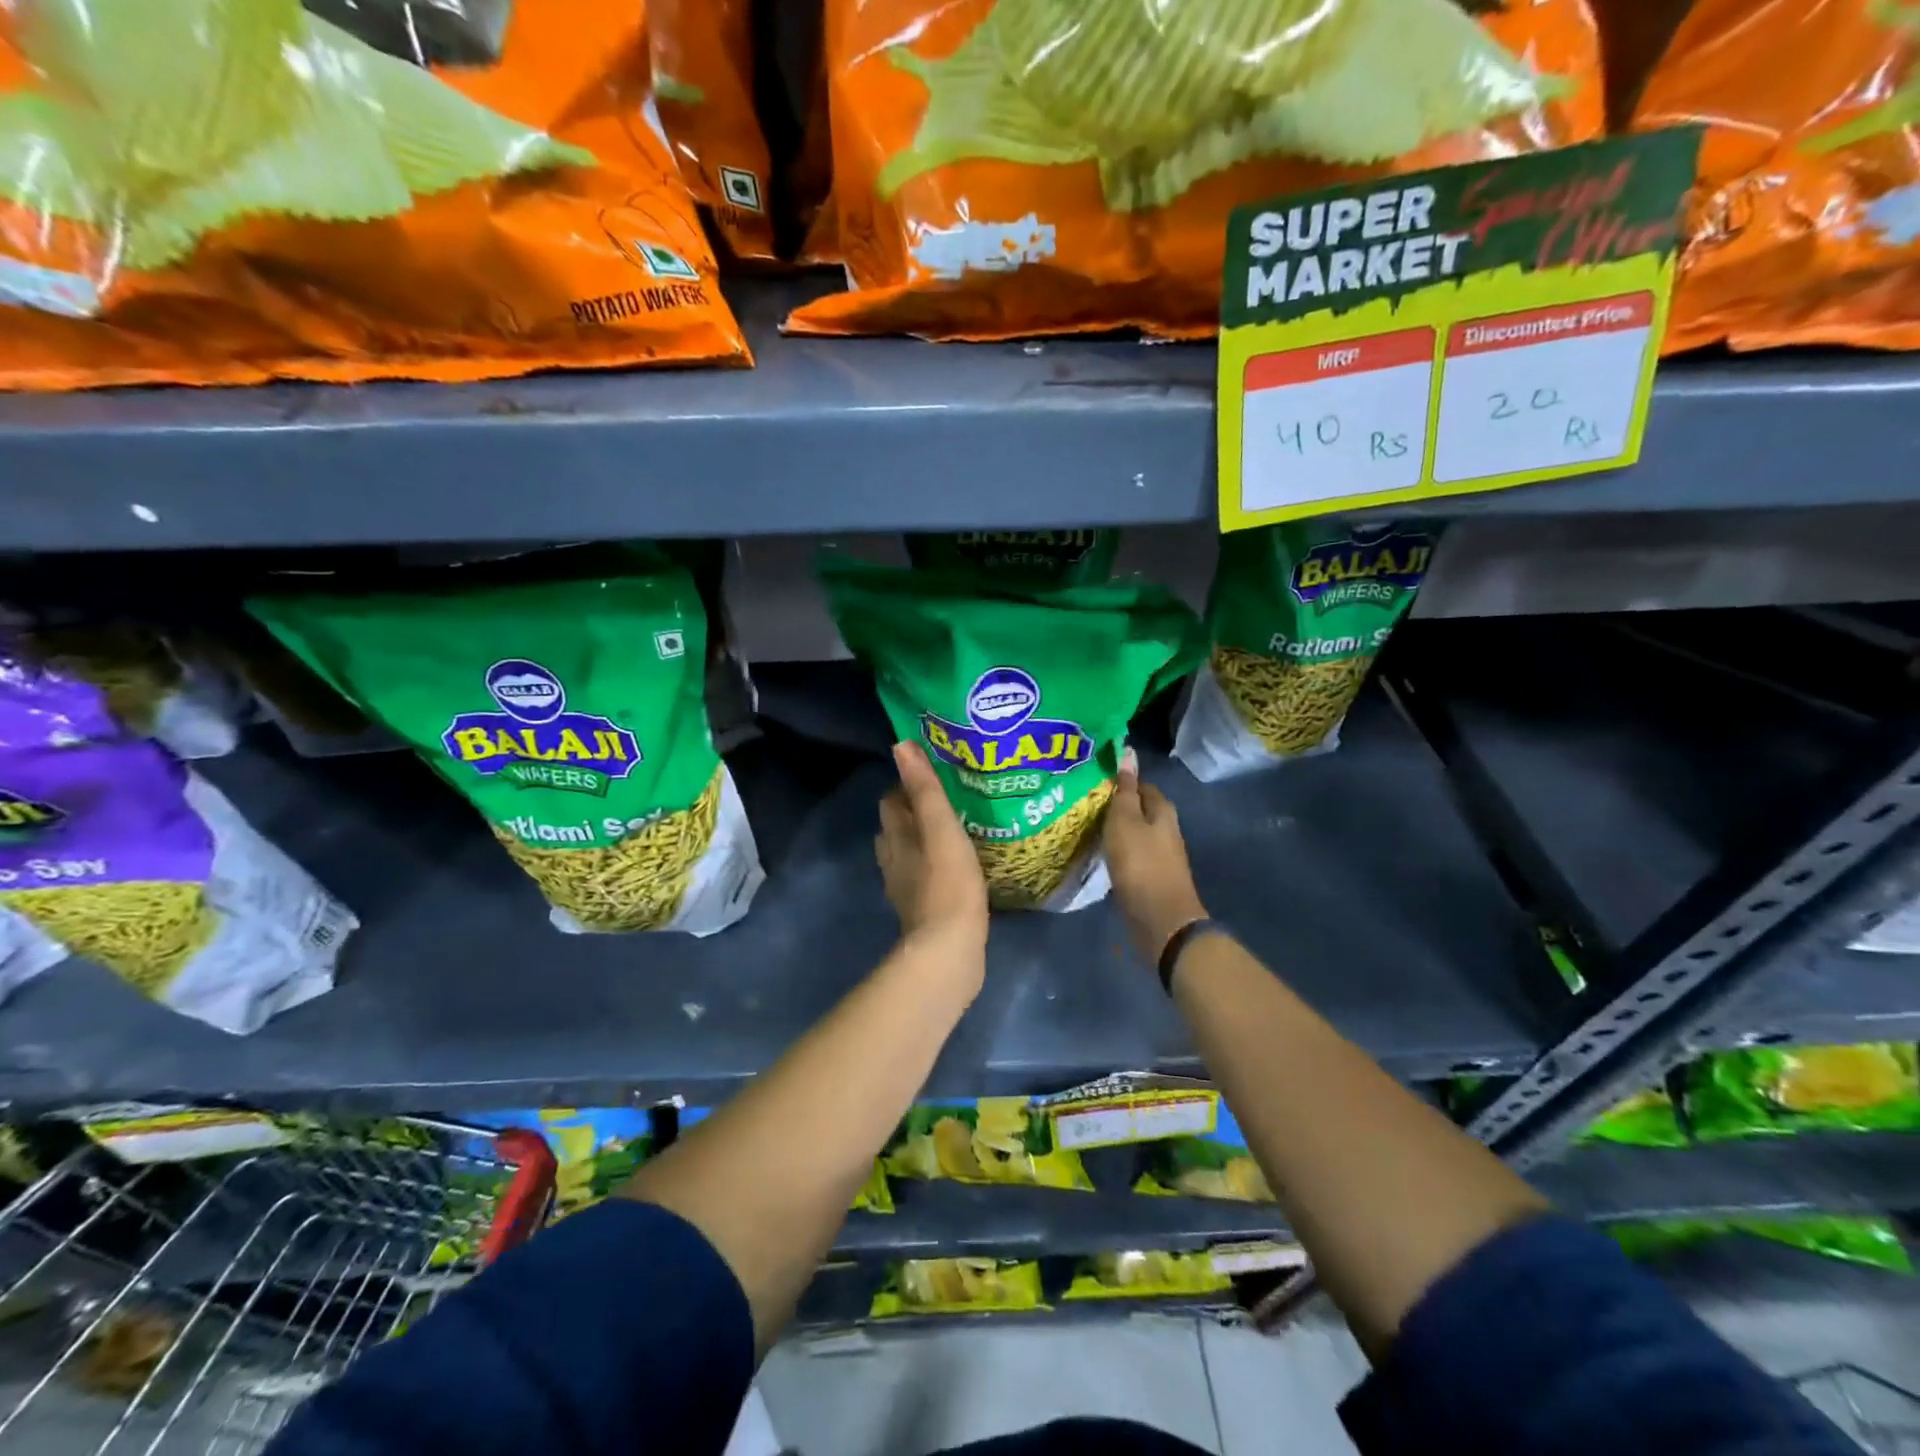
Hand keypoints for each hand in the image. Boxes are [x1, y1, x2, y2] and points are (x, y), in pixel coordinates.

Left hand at [877, 742, 988, 957]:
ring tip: (954, 833)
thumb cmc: (948, 883)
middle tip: (949, 802)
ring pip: (908, 854)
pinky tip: (957, 871)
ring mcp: (905, 889)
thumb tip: (901, 745)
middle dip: (915, 812)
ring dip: (924, 842)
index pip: (892, 800)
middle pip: (897, 827)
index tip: (936, 777)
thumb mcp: (941, 828)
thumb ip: (924, 789)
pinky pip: (923, 879)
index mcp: (895, 838)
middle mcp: (893, 861)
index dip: (908, 786)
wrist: (948, 951)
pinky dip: (934, 868)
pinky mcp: (922, 912)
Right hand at [1103, 749, 1207, 966]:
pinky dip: (1114, 850)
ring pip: (1132, 833)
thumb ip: (1125, 789)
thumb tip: (1129, 753)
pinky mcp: (1150, 877)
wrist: (1160, 919)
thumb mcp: (1125, 820)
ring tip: (1083, 825)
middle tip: (1081, 801)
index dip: (1119, 779)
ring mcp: (1159, 854)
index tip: (1092, 778)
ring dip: (1112, 829)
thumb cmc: (1140, 863)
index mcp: (1162, 810)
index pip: (1140, 784)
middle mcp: (1165, 829)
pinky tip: (1097, 853)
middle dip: (1113, 804)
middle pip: (1137, 808)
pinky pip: (1129, 855)